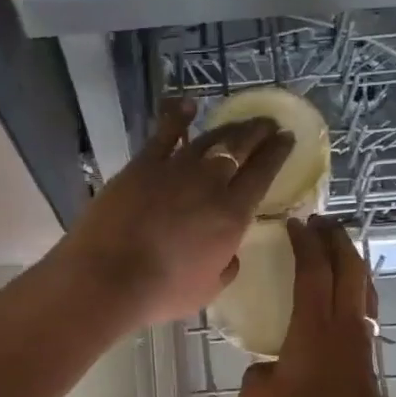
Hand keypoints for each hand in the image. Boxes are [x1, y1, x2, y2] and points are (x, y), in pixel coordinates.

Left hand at [56, 98, 292, 329]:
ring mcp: (175, 169)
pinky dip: (179, 117)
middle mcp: (210, 183)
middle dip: (259, 132)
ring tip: (241, 122)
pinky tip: (189, 105)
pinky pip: (165, 133)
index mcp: (232, 215)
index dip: (277, 153)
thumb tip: (231, 253)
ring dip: (229, 127)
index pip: (263, 173)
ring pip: (210, 138)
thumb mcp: (208, 290)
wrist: (108, 276)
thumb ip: (226, 267)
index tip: (287, 138)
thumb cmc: (161, 291)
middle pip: (241, 147)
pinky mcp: (142, 165)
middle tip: (269, 123)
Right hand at [239, 215, 393, 396]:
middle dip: (336, 238)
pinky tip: (344, 300)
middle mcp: (344, 326)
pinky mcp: (368, 362)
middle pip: (349, 268)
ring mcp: (361, 343)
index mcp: (314, 327)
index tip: (294, 222)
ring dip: (351, 262)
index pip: (313, 270)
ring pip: (364, 288)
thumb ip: (256, 373)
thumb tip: (266, 368)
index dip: (304, 242)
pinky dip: (355, 290)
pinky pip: (365, 311)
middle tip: (320, 221)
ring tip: (337, 251)